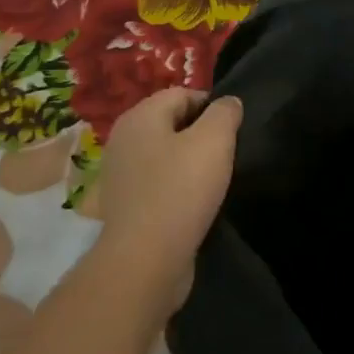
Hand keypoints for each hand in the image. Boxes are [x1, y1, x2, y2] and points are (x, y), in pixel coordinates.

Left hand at [93, 88, 242, 314]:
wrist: (145, 260)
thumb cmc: (181, 189)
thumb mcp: (214, 141)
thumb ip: (225, 113)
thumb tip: (228, 102)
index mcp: (140, 116)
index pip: (183, 94)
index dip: (212, 107)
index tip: (233, 131)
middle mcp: (123, 139)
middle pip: (172, 123)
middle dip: (201, 135)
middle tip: (226, 156)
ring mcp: (121, 174)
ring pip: (166, 155)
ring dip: (190, 164)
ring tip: (213, 182)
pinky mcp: (126, 205)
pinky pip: (158, 184)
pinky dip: (177, 189)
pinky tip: (194, 205)